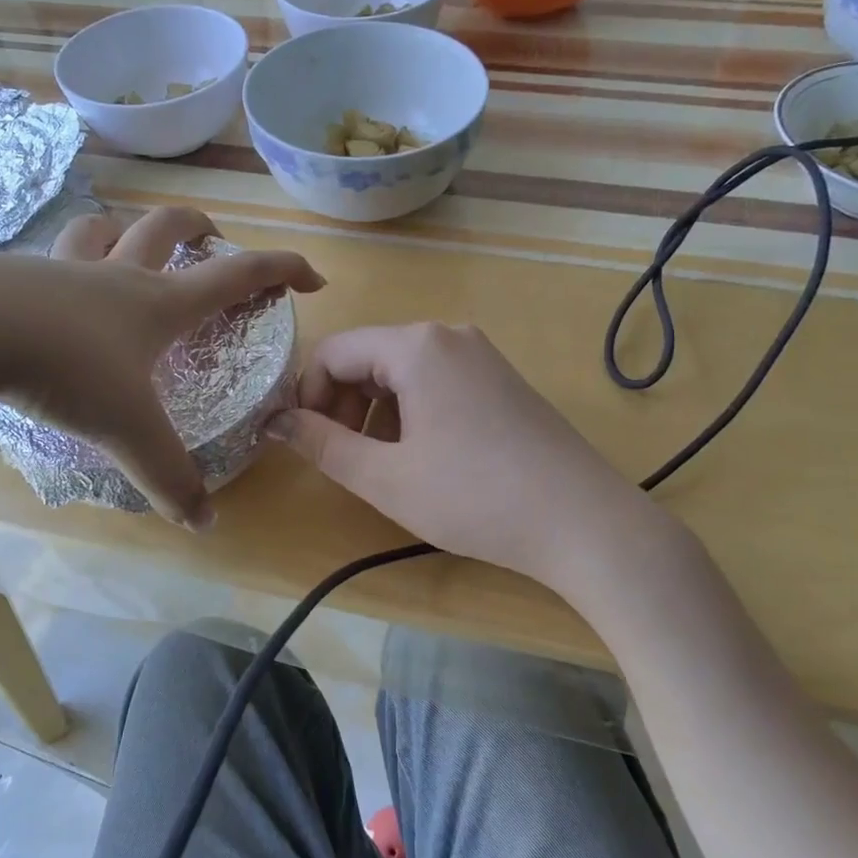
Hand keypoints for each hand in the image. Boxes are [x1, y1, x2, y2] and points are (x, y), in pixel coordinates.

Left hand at [0, 207, 320, 528]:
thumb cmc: (62, 366)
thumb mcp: (126, 429)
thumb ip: (168, 476)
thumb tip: (205, 523)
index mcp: (157, 302)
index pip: (236, 275)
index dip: (281, 270)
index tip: (312, 276)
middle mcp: (115, 275)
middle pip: (169, 228)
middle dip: (201, 229)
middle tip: (214, 242)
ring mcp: (60, 268)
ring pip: (101, 230)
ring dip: (124, 233)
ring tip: (128, 250)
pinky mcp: (11, 276)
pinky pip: (46, 260)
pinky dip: (61, 267)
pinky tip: (48, 295)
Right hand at [267, 322, 652, 592]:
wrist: (582, 521)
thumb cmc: (473, 497)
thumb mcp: (385, 477)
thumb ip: (322, 444)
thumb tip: (275, 421)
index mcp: (416, 345)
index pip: (334, 352)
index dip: (308, 396)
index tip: (307, 444)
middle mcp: (449, 336)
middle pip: (369, 358)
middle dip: (343, 405)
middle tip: (344, 459)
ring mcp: (482, 356)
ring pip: (403, 372)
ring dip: (377, 413)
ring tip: (386, 466)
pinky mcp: (503, 380)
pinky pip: (438, 383)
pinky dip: (414, 413)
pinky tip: (427, 458)